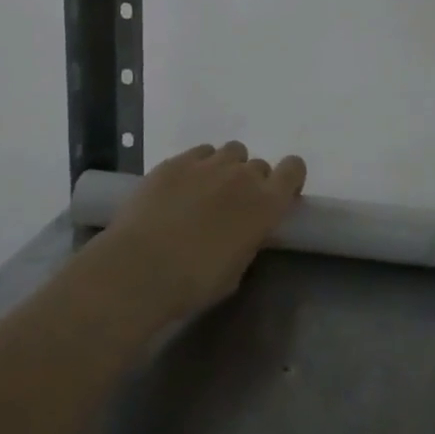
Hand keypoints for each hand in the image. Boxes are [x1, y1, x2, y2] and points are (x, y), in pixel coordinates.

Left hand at [101, 141, 306, 320]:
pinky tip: (181, 187)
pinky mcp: (176, 162)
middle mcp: (243, 176)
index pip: (294, 169)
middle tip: (233, 205)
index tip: (278, 195)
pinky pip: (199, 153)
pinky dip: (198, 166)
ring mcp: (208, 164)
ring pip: (230, 152)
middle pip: (259, 165)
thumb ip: (249, 239)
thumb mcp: (237, 269)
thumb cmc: (195, 282)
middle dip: (251, 181)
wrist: (140, 269)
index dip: (289, 178)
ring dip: (226, 168)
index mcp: (267, 203)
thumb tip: (243, 231)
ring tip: (207, 191)